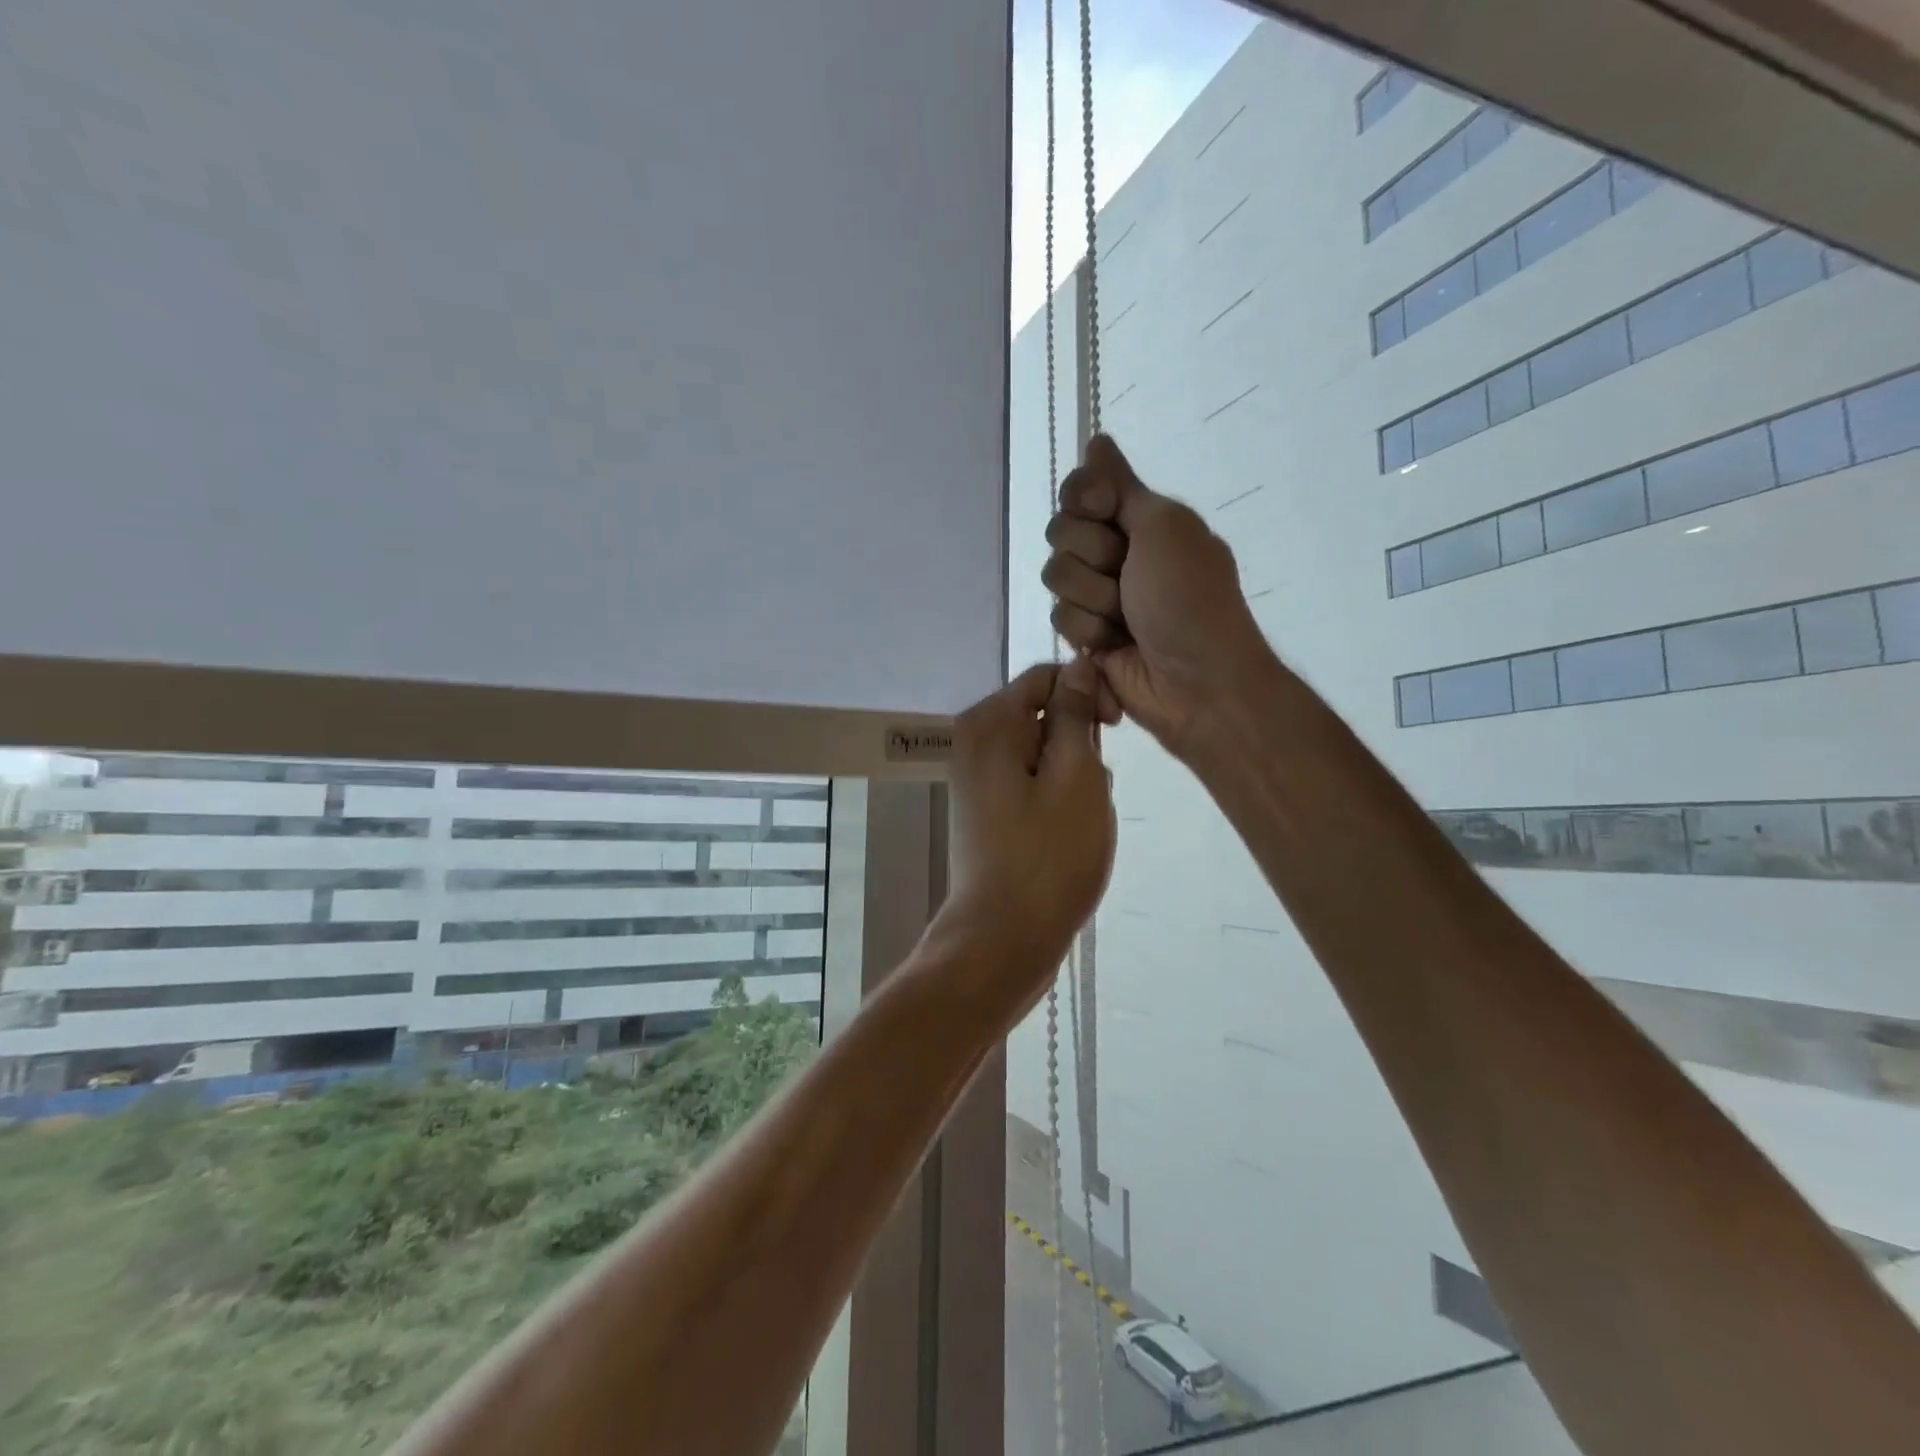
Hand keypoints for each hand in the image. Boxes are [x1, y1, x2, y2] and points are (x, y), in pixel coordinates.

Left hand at [939, 660, 1114, 998]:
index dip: (1088, 694)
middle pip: (1043, 716)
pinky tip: (1072, 833)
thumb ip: (1075, 714)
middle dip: (1081, 744)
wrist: (1003, 939)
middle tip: (1095, 788)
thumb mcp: (1076, 776)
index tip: (1116, 729)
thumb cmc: (1047, 856)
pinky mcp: (988, 811)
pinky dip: (1058, 799)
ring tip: (1084, 818)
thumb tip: (1078, 665)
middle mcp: (975, 743)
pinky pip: (1032, 785)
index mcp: (989, 724)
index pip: (1047, 677)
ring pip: (1044, 754)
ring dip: (1074, 776)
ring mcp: (978, 780)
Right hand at [1043, 435, 1274, 757]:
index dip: (1083, 496)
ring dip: (1093, 598)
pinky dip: (1089, 631)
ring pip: (1056, 576)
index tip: (1102, 507)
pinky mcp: (1087, 635)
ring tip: (1126, 619)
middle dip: (1092, 554)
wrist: (1196, 681)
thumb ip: (1122, 485)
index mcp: (1143, 520)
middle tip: (1127, 575)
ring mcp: (1100, 595)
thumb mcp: (1164, 527)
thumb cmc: (1188, 598)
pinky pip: (1060, 618)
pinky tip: (1114, 645)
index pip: (1083, 489)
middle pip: (1062, 531)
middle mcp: (1118, 552)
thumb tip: (1097, 439)